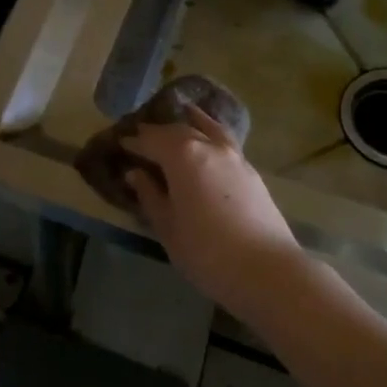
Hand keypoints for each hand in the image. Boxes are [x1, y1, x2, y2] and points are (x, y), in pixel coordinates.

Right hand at [123, 105, 303, 310]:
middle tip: (143, 136)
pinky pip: (225, 141)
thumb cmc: (206, 252)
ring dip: (191, 123)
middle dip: (159, 131)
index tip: (120, 142)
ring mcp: (235, 157)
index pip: (152, 140)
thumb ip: (151, 196)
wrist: (266, 270)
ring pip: (208, 129)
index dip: (135, 141)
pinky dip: (212, 133)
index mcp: (183, 156)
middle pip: (180, 130)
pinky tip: (209, 141)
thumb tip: (136, 174)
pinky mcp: (251, 171)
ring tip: (182, 116)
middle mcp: (210, 147)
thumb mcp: (168, 227)